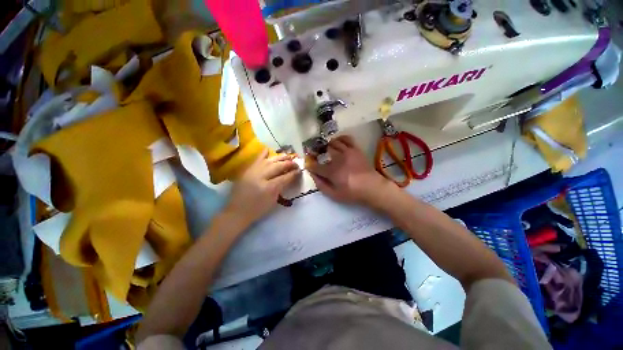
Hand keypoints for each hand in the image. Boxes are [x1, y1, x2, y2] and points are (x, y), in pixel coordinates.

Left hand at [225, 150, 300, 225]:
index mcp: (269, 187)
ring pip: (270, 160)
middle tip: (296, 164)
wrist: (238, 211)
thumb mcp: (273, 200)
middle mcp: (262, 176)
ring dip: (280, 158)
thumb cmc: (258, 209)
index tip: (300, 170)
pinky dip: (264, 154)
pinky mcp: (247, 170)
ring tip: (288, 156)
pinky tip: (269, 150)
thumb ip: (282, 187)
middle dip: (289, 164)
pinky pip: (257, 159)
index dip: (294, 173)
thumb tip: (290, 177)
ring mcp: (253, 171)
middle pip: (279, 166)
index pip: (285, 177)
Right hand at [307, 135, 393, 205]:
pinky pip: (346, 138)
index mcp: (332, 171)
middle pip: (323, 150)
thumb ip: (321, 185)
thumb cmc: (352, 193)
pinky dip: (340, 138)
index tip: (308, 165)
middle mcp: (338, 159)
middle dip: (317, 152)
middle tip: (317, 156)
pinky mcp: (355, 149)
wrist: (371, 187)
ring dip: (328, 145)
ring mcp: (347, 152)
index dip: (310, 165)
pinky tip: (337, 142)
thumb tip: (313, 175)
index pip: (315, 165)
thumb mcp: (334, 195)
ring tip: (327, 150)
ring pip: (333, 142)